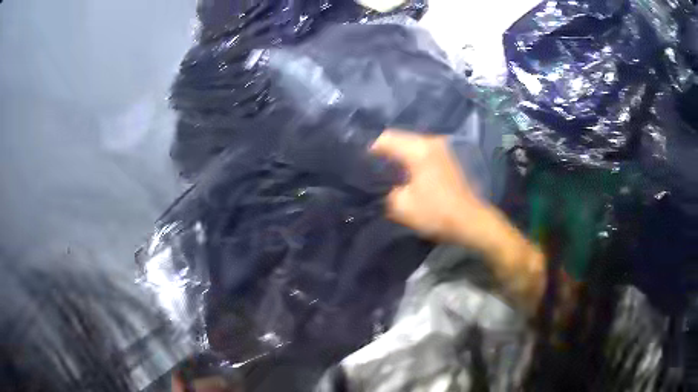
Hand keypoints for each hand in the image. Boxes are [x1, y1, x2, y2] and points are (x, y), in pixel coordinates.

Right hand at [370, 129, 490, 246]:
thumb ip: (385, 190)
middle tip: (368, 166)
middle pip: (398, 138)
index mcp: (419, 149)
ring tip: (383, 169)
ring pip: (409, 144)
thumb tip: (380, 183)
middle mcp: (430, 141)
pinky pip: (420, 151)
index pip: (385, 138)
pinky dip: (408, 158)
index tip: (358, 163)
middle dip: (382, 151)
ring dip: (396, 154)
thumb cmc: (437, 213)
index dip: (369, 149)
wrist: (470, 221)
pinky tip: (403, 172)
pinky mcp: (445, 156)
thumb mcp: (402, 206)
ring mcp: (440, 147)